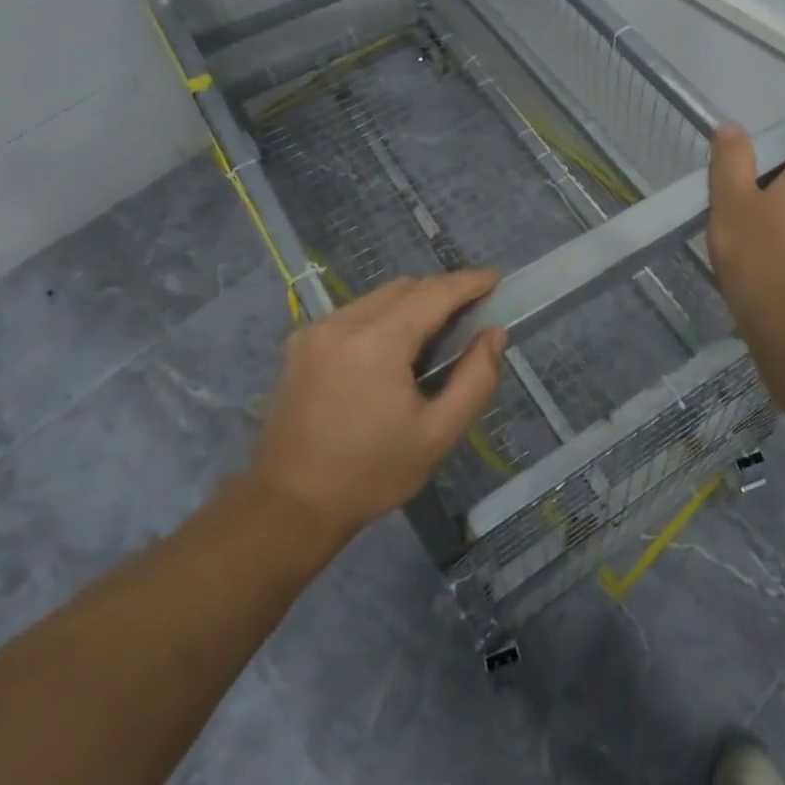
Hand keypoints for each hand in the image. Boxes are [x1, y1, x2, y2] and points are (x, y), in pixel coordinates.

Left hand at [248, 270, 506, 540]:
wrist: (289, 506)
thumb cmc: (371, 473)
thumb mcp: (438, 434)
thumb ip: (475, 379)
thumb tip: (494, 334)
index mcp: (377, 342)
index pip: (433, 293)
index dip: (469, 282)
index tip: (496, 279)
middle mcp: (343, 323)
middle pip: (404, 288)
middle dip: (441, 292)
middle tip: (470, 314)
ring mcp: (316, 330)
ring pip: (377, 297)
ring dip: (411, 304)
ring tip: (433, 336)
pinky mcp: (300, 344)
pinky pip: (353, 314)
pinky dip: (382, 318)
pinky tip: (391, 352)